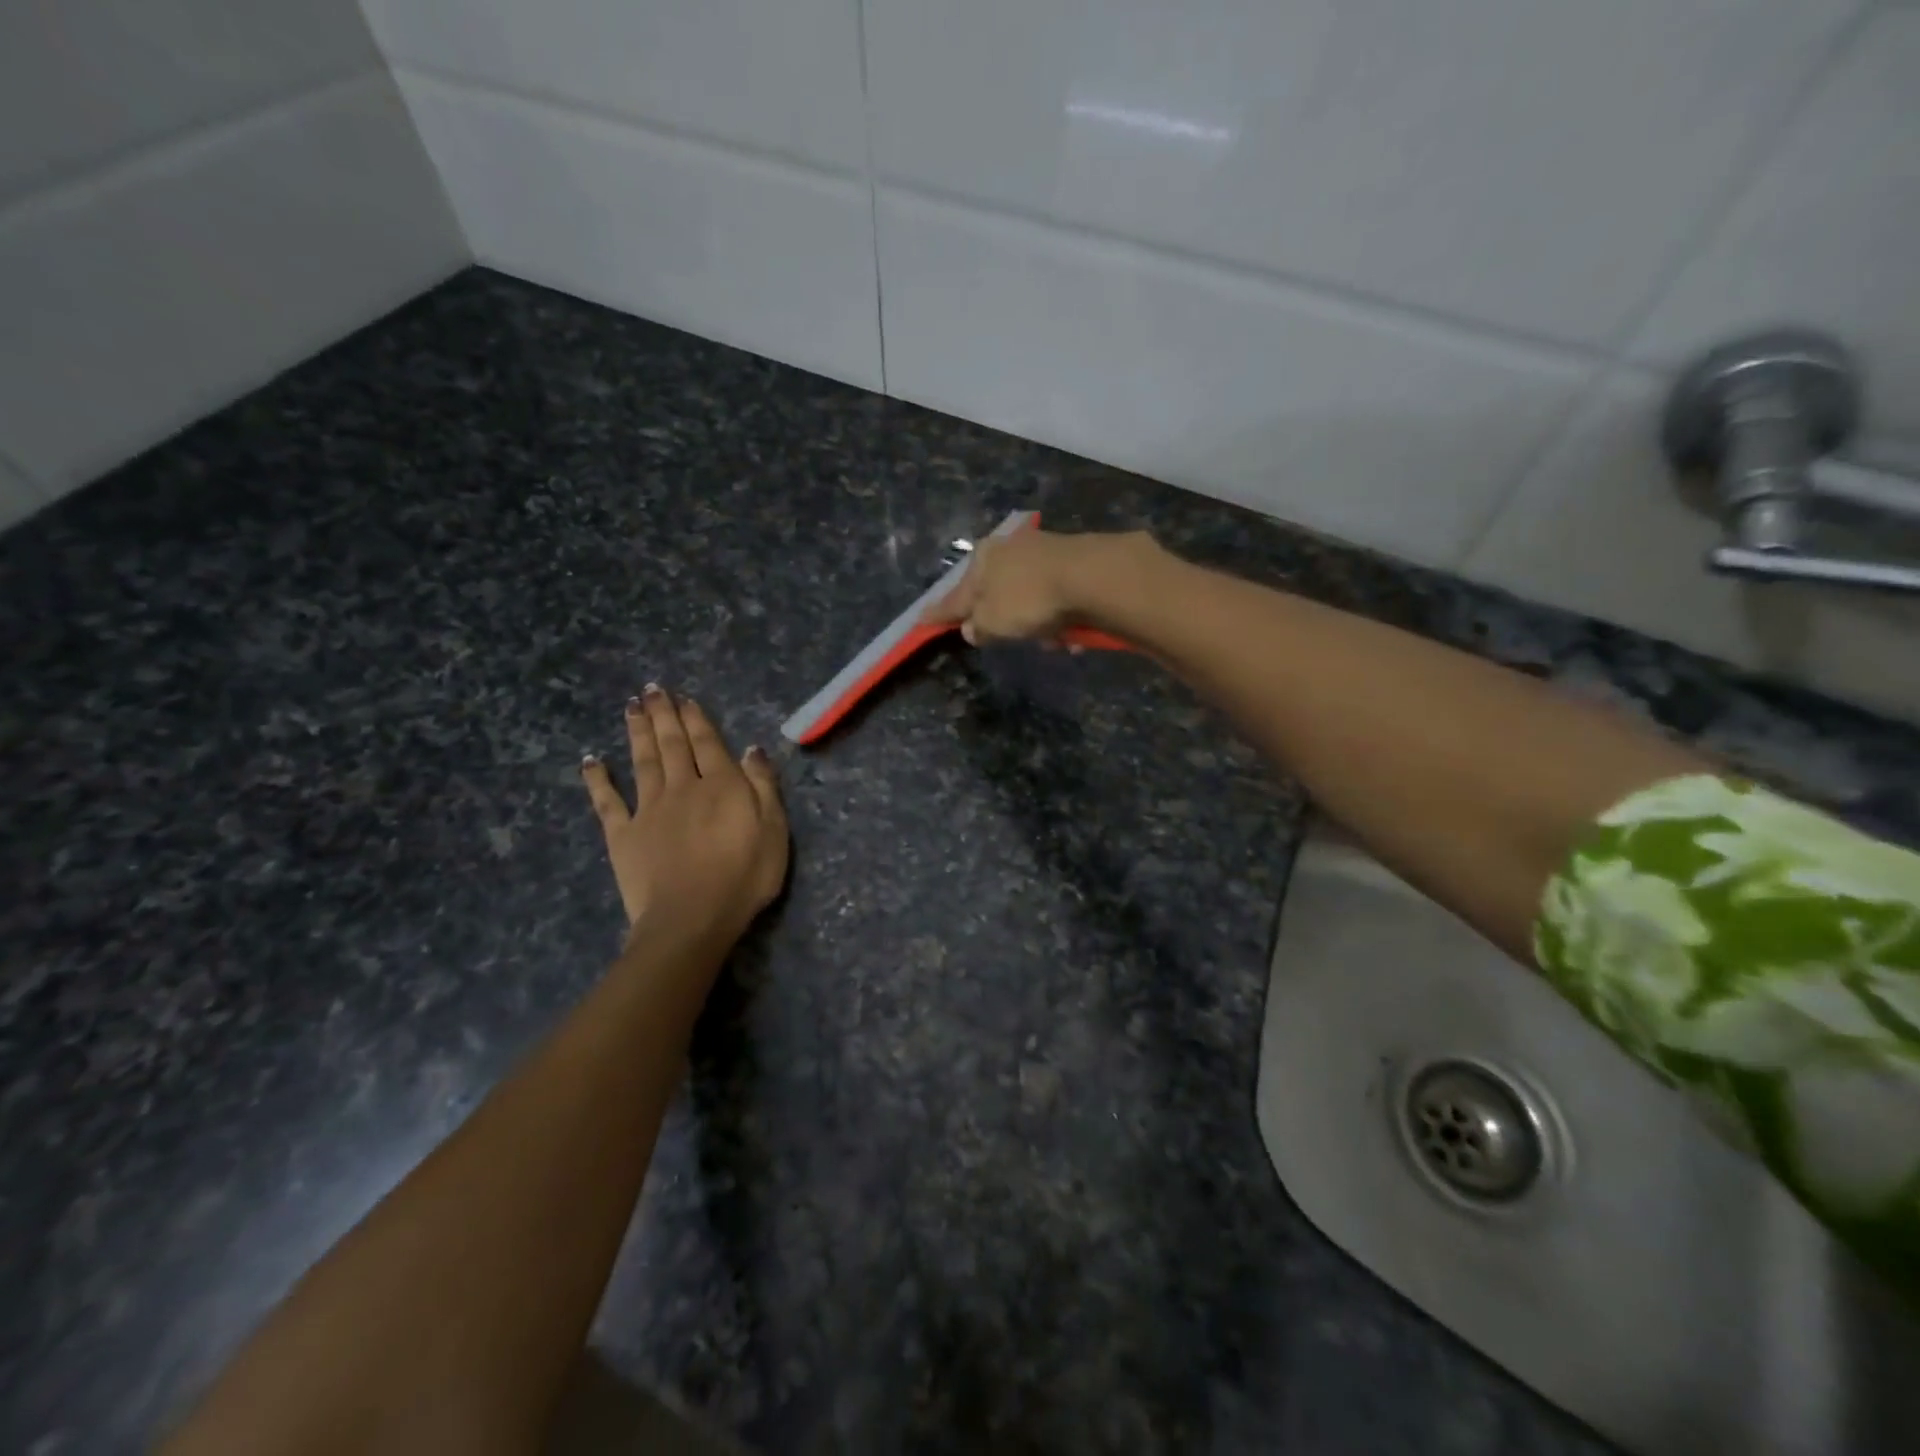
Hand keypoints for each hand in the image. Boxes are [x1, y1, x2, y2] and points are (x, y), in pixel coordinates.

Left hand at [580, 686, 788, 953]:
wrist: (691, 918)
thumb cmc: (743, 877)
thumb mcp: (774, 831)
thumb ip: (763, 786)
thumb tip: (751, 748)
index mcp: (721, 785)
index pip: (708, 743)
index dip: (696, 719)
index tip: (684, 697)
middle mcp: (682, 787)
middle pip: (672, 744)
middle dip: (664, 714)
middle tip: (653, 689)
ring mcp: (648, 809)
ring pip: (642, 761)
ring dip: (637, 732)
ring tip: (632, 707)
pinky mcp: (623, 835)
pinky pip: (607, 801)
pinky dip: (598, 779)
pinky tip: (591, 760)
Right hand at [923, 527, 1148, 645]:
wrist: (1091, 577)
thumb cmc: (1028, 599)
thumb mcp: (992, 621)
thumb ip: (978, 627)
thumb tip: (972, 629)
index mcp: (983, 558)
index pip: (955, 593)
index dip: (940, 611)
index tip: (922, 619)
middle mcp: (1011, 547)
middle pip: (997, 593)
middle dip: (1005, 619)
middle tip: (1009, 638)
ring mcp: (1045, 551)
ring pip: (1031, 598)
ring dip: (1038, 623)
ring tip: (1052, 640)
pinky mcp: (1076, 561)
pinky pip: (1059, 599)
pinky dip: (1060, 616)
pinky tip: (1072, 633)